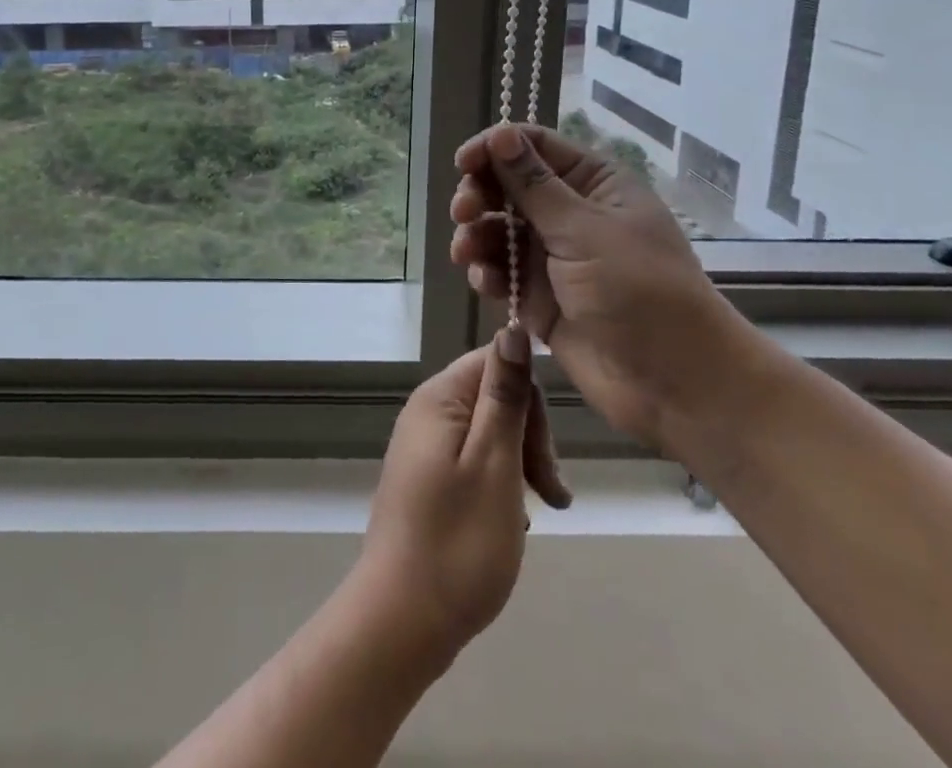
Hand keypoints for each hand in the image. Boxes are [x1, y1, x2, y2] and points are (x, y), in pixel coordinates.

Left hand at [352, 337, 570, 667]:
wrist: (401, 622)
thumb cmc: (458, 542)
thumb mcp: (495, 463)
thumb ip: (505, 395)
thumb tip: (512, 328)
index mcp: (439, 398)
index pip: (497, 362)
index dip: (531, 403)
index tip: (546, 458)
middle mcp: (426, 412)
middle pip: (494, 398)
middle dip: (530, 440)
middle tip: (551, 494)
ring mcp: (423, 447)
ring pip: (489, 434)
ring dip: (520, 467)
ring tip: (534, 515)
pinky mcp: (426, 479)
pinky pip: (474, 462)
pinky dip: (499, 486)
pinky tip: (509, 524)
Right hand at [449, 124, 757, 448]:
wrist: (673, 383)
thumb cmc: (638, 290)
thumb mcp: (584, 230)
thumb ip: (534, 184)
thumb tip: (502, 132)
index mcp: (594, 183)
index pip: (535, 147)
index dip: (495, 148)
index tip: (463, 163)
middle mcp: (571, 213)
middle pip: (509, 186)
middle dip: (480, 195)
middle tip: (463, 212)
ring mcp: (554, 256)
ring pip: (499, 230)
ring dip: (477, 236)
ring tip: (467, 253)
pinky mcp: (539, 296)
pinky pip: (502, 272)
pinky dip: (488, 272)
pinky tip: (486, 283)